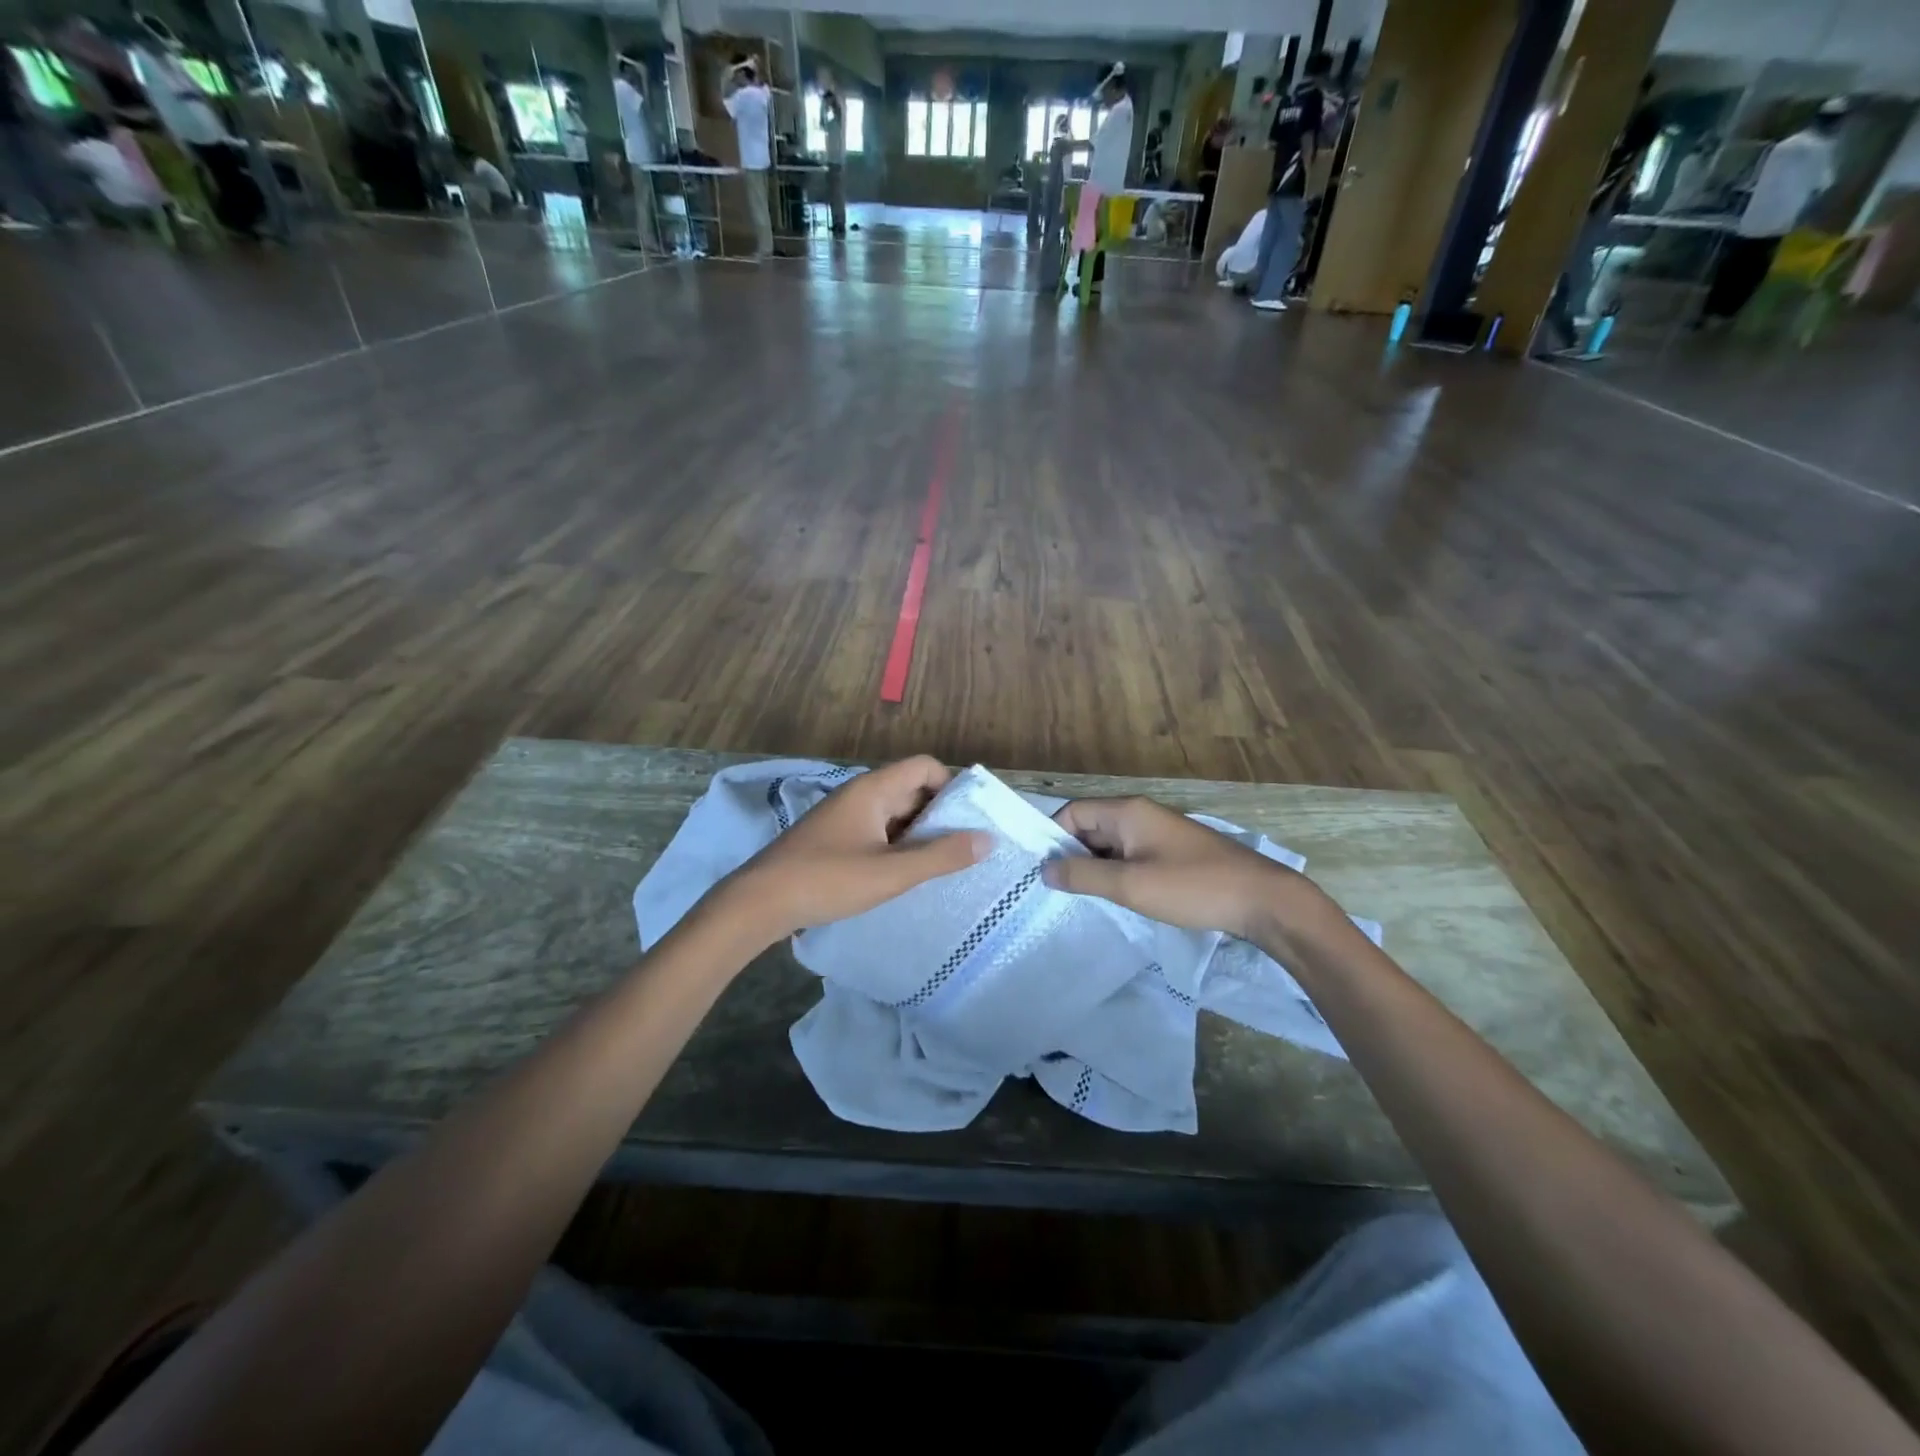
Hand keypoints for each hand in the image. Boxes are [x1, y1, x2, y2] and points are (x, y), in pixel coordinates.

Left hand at [720, 757, 986, 944]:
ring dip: (918, 834)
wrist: (759, 902)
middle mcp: (859, 795)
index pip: (925, 767)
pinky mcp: (834, 839)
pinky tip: (904, 874)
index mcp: (873, 789)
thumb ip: (941, 856)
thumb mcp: (892, 872)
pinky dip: (896, 846)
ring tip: (940, 865)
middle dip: (939, 815)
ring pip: (894, 814)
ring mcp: (844, 817)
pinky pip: (877, 831)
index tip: (970, 820)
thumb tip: (987, 839)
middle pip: (911, 789)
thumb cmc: (828, 879)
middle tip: (964, 848)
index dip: (952, 786)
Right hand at [1043, 796, 1334, 943]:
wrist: (1262, 900)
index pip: (1072, 813)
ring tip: (1084, 899)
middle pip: (1089, 827)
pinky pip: (1130, 856)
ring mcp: (1158, 833)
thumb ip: (1083, 875)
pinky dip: (1117, 873)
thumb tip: (1044, 870)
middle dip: (1072, 856)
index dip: (1053, 839)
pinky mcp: (1172, 853)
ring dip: (1095, 868)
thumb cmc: (1192, 888)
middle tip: (1060, 892)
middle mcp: (1140, 814)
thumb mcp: (1130, 885)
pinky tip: (1117, 898)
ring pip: (1110, 844)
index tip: (1044, 873)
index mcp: (1127, 812)